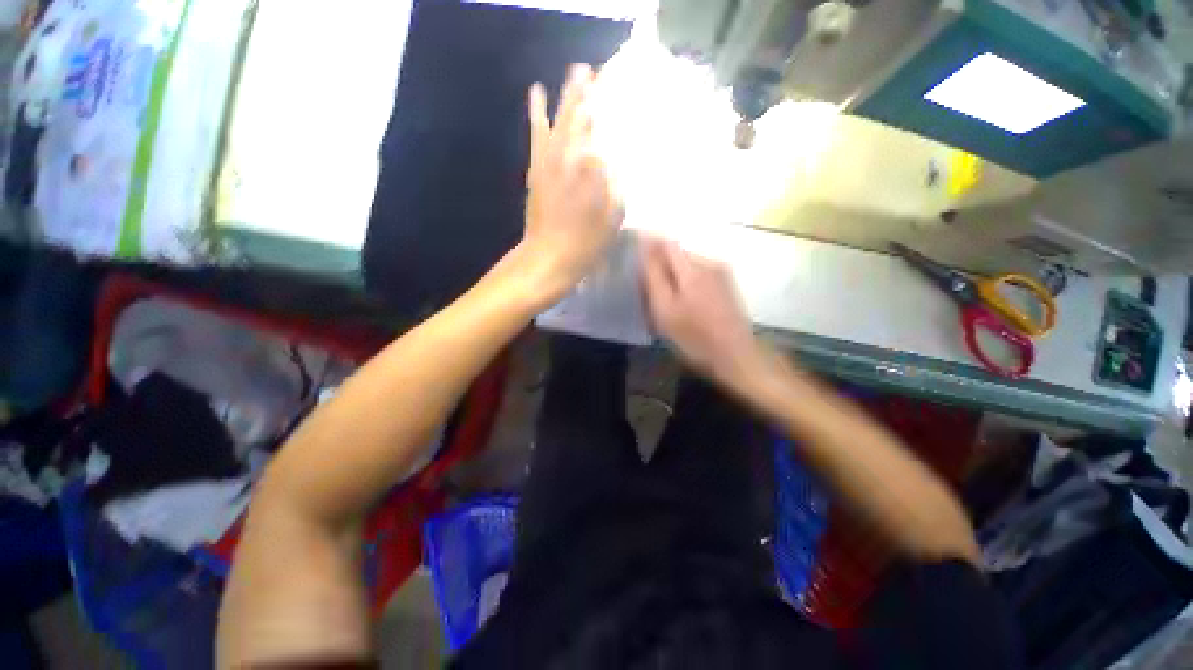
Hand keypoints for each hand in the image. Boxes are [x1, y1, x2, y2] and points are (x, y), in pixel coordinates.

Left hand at [519, 64, 622, 299]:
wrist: (548, 259)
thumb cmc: (585, 244)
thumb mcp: (613, 219)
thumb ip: (617, 185)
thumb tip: (617, 159)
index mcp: (592, 169)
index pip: (602, 127)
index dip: (608, 105)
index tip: (617, 85)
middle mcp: (569, 158)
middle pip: (580, 116)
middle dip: (588, 91)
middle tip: (596, 70)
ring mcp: (549, 162)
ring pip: (558, 120)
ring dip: (567, 95)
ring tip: (576, 73)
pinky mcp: (535, 170)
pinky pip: (537, 135)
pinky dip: (537, 113)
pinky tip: (537, 95)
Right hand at [640, 236, 762, 386]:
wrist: (736, 357)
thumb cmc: (695, 337)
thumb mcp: (665, 309)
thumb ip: (653, 275)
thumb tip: (644, 244)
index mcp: (692, 267)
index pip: (664, 242)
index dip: (647, 247)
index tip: (635, 264)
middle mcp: (709, 262)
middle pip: (676, 253)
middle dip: (659, 267)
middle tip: (649, 293)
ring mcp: (721, 273)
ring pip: (686, 265)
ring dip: (672, 277)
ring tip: (666, 304)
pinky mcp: (726, 285)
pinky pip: (698, 275)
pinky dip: (685, 284)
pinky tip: (684, 307)